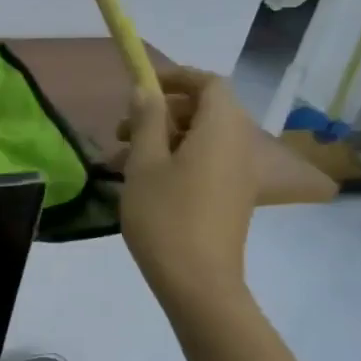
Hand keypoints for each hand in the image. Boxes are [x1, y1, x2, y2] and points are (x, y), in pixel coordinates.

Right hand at [118, 68, 258, 310]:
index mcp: (221, 128)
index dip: (177, 78)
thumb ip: (147, 120)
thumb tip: (147, 91)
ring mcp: (239, 173)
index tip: (142, 87)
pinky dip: (177, 160)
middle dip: (162, 113)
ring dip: (163, 140)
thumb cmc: (166, 217)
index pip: (208, 83)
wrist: (198, 281)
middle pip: (205, 111)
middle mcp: (239, 144)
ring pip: (201, 139)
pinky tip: (144, 183)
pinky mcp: (233, 197)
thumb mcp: (144, 164)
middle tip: (122, 131)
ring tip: (122, 161)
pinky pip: (207, 162)